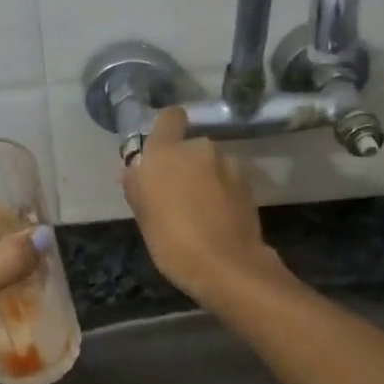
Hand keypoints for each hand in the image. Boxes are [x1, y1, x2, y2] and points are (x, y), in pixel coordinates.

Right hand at [122, 108, 289, 301]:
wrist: (226, 266)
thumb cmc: (171, 240)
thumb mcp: (142, 215)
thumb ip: (137, 185)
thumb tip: (134, 170)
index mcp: (166, 151)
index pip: (169, 117)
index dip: (166, 128)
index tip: (161, 150)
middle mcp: (199, 148)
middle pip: (190, 146)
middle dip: (185, 163)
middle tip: (176, 192)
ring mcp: (228, 164)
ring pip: (211, 163)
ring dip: (206, 177)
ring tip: (200, 209)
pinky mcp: (249, 184)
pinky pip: (228, 180)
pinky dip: (223, 191)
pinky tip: (218, 217)